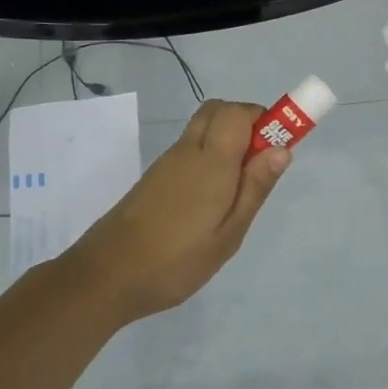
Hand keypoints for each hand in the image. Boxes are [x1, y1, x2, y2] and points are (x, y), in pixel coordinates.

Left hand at [61, 99, 291, 322]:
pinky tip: (210, 200)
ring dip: (227, 140)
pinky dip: (208, 156)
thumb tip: (281, 148)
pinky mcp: (154, 178)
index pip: (238, 112)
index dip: (264, 119)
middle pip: (218, 111)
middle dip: (246, 123)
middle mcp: (187, 151)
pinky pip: (189, 149)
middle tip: (260, 165)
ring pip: (202, 129)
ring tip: (237, 190)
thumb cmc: (176, 261)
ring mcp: (166, 163)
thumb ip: (255, 188)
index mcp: (210, 161)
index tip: (278, 149)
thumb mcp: (228, 235)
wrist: (106, 276)